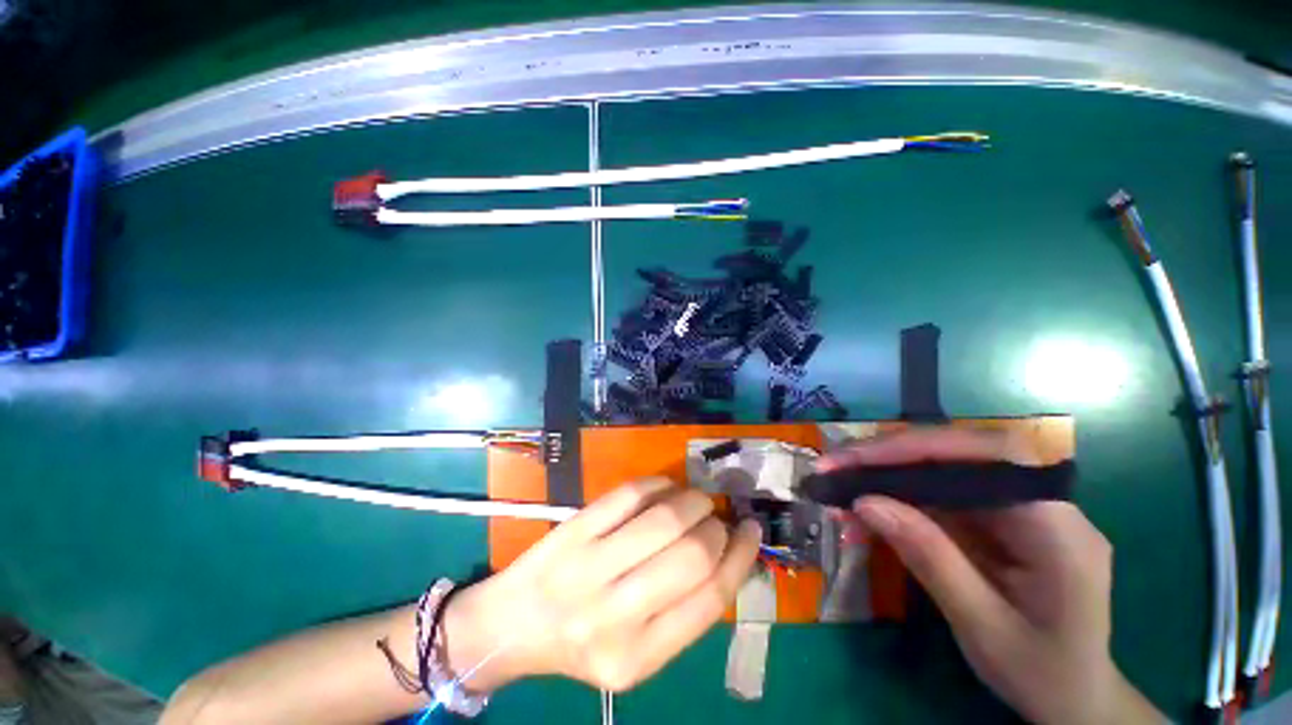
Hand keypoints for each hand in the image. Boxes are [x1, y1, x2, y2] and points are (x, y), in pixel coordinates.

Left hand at [443, 478, 761, 692]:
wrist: (512, 626)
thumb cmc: (581, 641)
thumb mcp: (636, 652)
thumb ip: (682, 611)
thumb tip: (727, 554)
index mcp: (639, 659)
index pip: (710, 599)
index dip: (740, 557)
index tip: (750, 531)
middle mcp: (615, 617)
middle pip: (693, 555)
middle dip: (717, 527)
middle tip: (717, 518)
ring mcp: (588, 568)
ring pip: (665, 519)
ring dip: (692, 500)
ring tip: (696, 499)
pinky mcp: (573, 531)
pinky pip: (629, 494)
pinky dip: (658, 484)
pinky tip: (666, 488)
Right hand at [820, 427, 1161, 724]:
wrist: (1075, 701)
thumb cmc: (1041, 674)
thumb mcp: (983, 627)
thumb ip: (931, 560)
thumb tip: (866, 502)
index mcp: (1059, 530)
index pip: (991, 458)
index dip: (922, 447)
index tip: (860, 459)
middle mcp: (1044, 505)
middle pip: (962, 454)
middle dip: (892, 455)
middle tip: (835, 465)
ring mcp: (1020, 509)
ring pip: (946, 469)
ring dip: (888, 470)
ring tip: (840, 479)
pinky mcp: (998, 518)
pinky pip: (942, 493)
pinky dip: (898, 492)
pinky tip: (867, 501)